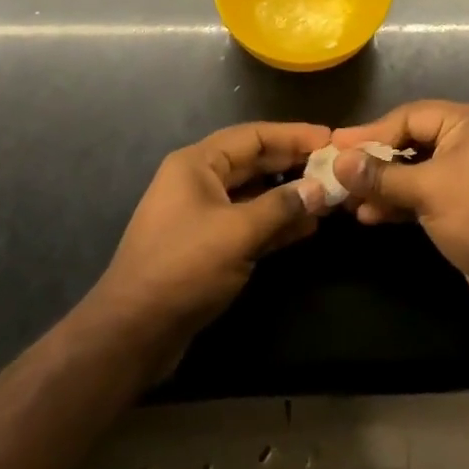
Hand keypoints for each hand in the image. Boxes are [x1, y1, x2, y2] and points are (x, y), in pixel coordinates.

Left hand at [91, 121, 335, 339]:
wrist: (132, 333)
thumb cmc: (182, 268)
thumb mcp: (237, 232)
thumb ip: (282, 206)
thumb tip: (320, 189)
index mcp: (197, 164)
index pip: (253, 136)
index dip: (293, 135)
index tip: (330, 138)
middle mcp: (199, 182)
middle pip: (255, 162)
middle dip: (294, 164)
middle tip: (336, 166)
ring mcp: (203, 215)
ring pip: (255, 194)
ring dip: (289, 195)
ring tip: (329, 197)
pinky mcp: (209, 247)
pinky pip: (250, 223)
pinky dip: (277, 223)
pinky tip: (308, 227)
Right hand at [331, 102, 468, 316]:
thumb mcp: (427, 189)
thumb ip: (381, 175)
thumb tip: (338, 162)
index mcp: (467, 122)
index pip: (409, 117)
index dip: (371, 132)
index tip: (335, 146)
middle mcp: (467, 140)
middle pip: (409, 142)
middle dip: (374, 161)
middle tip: (336, 172)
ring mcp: (464, 174)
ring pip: (413, 171)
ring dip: (381, 186)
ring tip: (347, 201)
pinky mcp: (461, 204)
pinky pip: (421, 194)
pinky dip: (397, 202)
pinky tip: (369, 216)